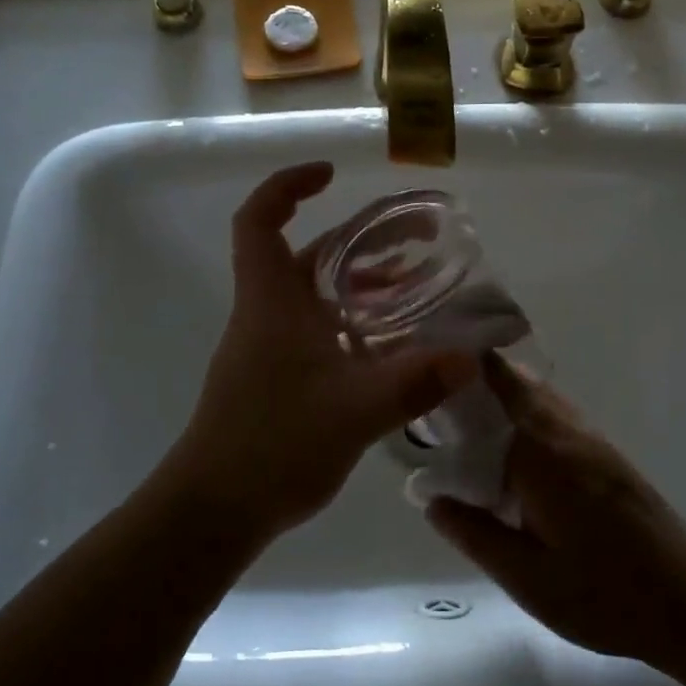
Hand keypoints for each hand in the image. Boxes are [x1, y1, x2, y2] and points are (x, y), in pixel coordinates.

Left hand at [166, 163, 475, 543]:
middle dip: (359, 238)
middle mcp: (266, 314)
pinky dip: (355, 321)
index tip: (330, 174)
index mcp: (270, 301)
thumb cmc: (272, 445)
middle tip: (415, 237)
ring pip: (317, 294)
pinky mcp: (277, 377)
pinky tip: (393, 343)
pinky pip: (320, 329)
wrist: (215, 511)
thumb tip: (470, 357)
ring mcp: (269, 347)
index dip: (287, 186)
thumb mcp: (353, 410)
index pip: (259, 220)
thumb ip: (414, 382)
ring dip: (361, 282)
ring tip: (415, 284)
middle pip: (307, 254)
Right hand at [426, 356, 685, 672]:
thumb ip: (476, 534)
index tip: (424, 363)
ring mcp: (590, 438)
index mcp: (542, 453)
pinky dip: (522, 407)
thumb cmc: (605, 595)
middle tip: (431, 392)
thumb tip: (430, 497)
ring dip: (500, 389)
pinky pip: (554, 411)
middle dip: (474, 375)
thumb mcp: (529, 579)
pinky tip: (505, 441)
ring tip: (459, 410)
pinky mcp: (604, 452)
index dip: (462, 366)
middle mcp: (567, 431)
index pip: (497, 386)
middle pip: (516, 380)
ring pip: (537, 393)